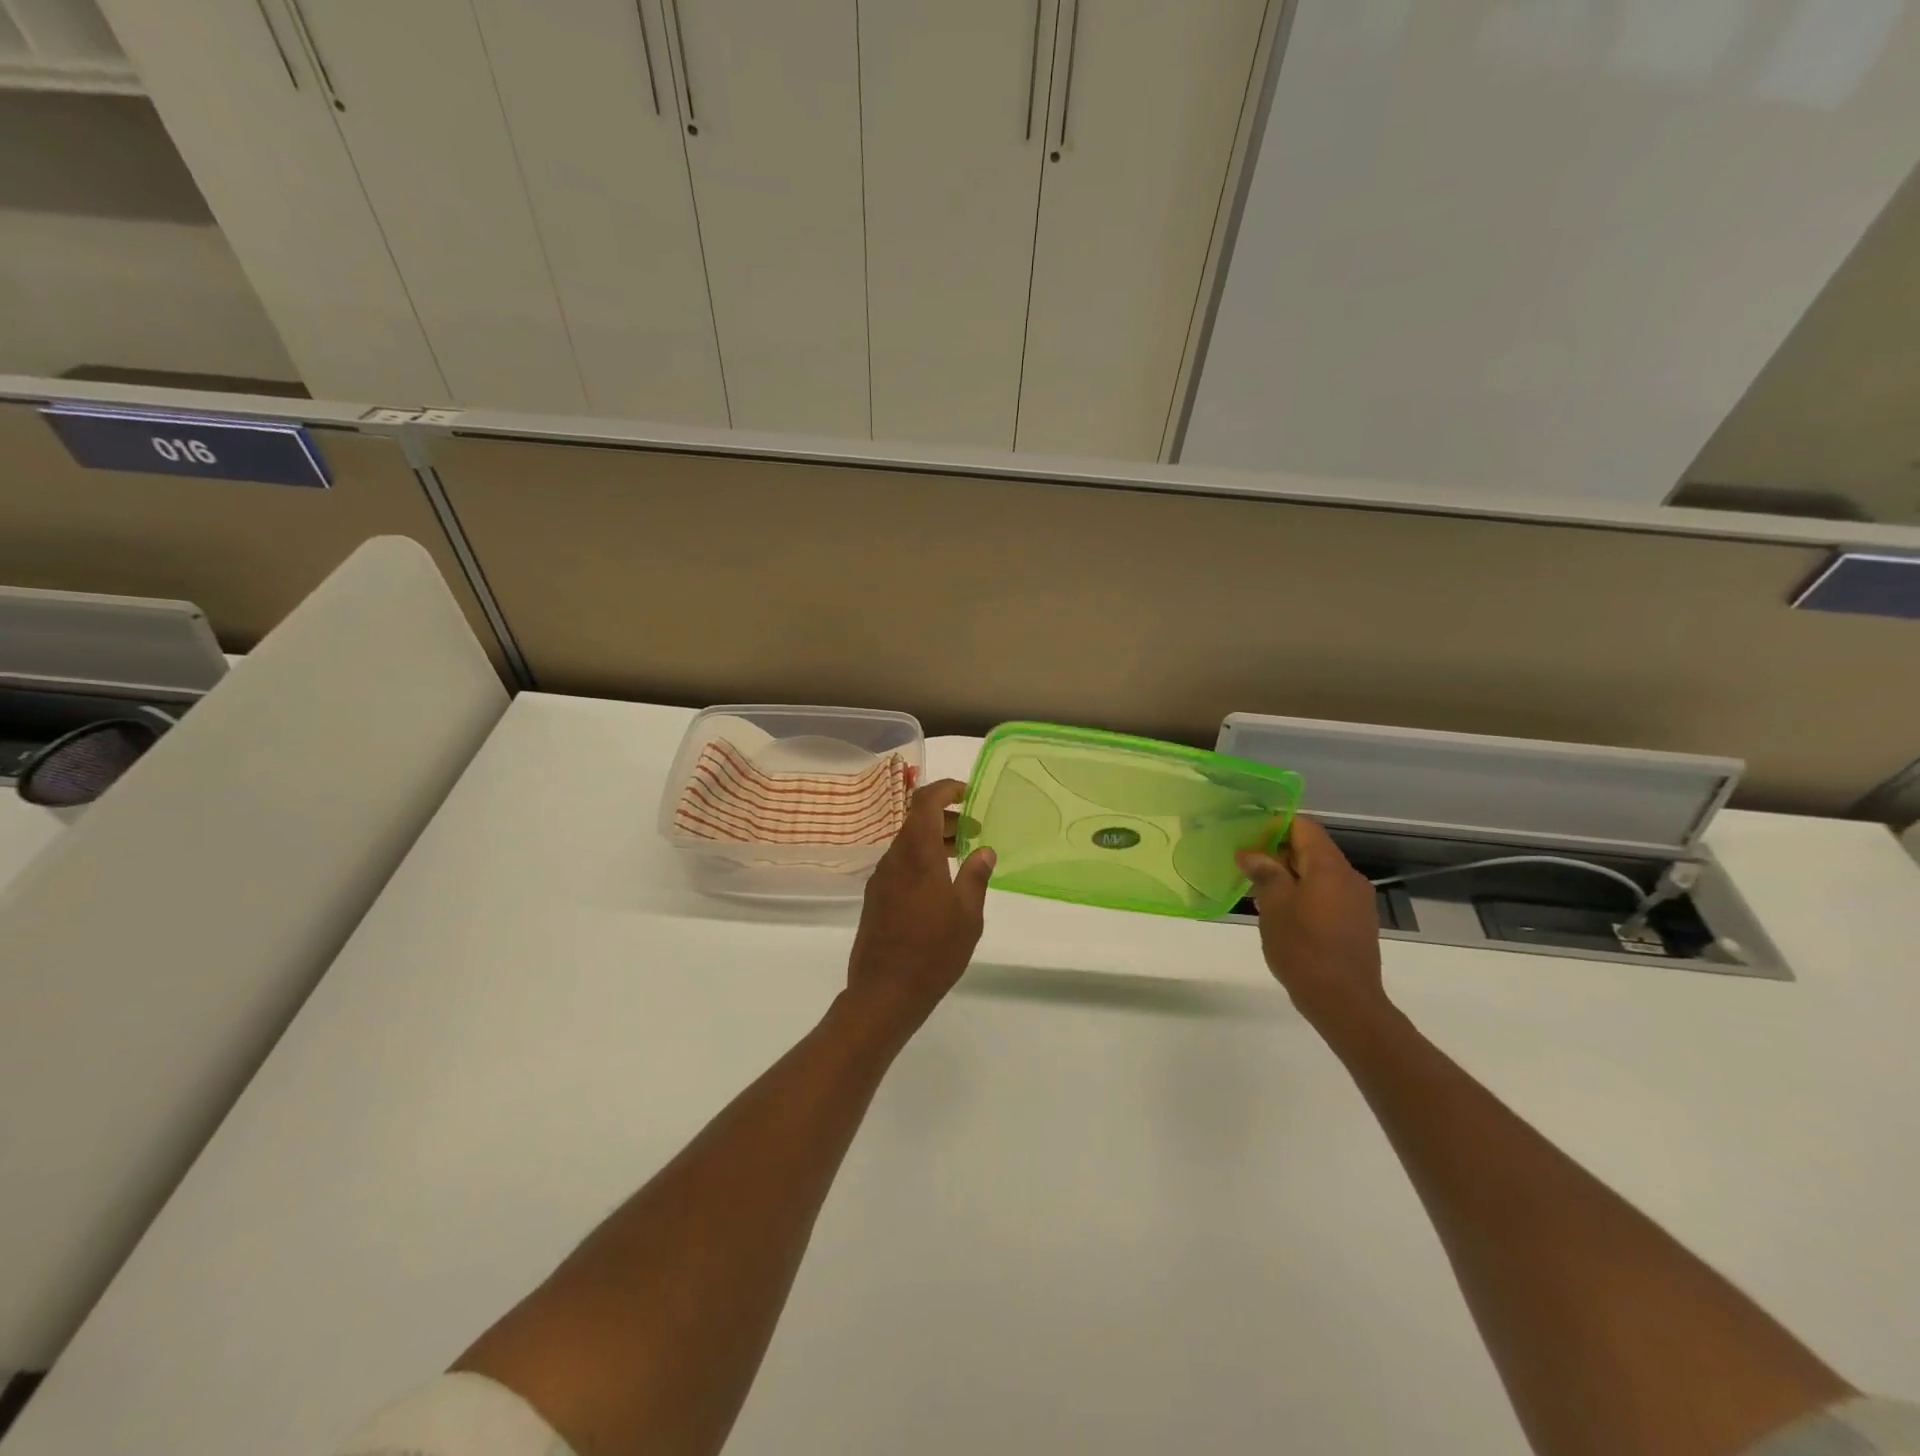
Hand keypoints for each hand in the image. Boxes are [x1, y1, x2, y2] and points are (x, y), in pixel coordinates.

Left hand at [843, 779, 995, 1042]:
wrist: (884, 992)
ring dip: (933, 840)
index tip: (967, 792)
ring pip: (908, 843)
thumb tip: (985, 851)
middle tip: (974, 830)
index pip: (924, 802)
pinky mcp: (875, 898)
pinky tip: (940, 883)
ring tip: (962, 855)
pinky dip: (922, 859)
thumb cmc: (933, 951)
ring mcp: (881, 878)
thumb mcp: (967, 914)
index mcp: (917, 854)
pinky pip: (901, 864)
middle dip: (945, 817)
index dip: (945, 789)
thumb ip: (976, 876)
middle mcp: (894, 858)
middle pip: (915, 821)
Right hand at [1236, 817, 1392, 1040]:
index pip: (1303, 826)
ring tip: (1258, 893)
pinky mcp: (1357, 922)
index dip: (1274, 825)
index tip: (1247, 838)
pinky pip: (1327, 894)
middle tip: (1245, 867)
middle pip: (1311, 849)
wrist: (1345, 1002)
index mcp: (1329, 867)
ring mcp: (1357, 901)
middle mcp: (1348, 877)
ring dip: (1289, 876)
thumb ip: (1265, 872)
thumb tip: (1251, 853)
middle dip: (1277, 853)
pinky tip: (1282, 915)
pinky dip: (1304, 894)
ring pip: (1318, 873)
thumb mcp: (1274, 906)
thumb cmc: (1304, 949)